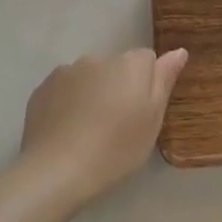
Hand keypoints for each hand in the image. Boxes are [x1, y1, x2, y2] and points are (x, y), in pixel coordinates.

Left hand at [20, 48, 188, 207]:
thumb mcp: (152, 120)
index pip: (147, 59)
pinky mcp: (43, 87)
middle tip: (116, 124)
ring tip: (88, 129)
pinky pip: (65, 88)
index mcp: (130, 64)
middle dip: (119, 86)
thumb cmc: (115, 148)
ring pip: (89, 76)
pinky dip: (68, 101)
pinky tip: (67, 129)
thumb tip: (178, 51)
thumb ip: (164, 80)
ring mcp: (67, 70)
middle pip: (117, 66)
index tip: (141, 111)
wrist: (56, 169)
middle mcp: (99, 58)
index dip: (147, 84)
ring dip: (93, 92)